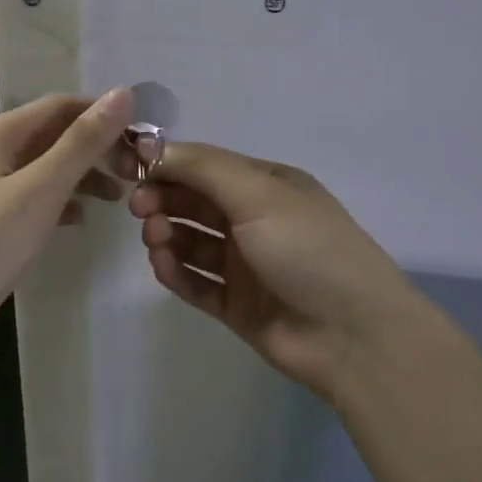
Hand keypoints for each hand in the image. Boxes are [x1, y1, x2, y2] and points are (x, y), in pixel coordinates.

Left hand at [0, 90, 134, 373]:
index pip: (60, 106)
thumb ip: (82, 143)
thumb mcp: (41, 189)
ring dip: (83, 176)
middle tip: (137, 174)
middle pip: (52, 136)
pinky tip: (82, 221)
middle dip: (96, 148)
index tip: (144, 140)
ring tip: (120, 198)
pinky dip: (61, 204)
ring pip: (45, 170)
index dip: (103, 115)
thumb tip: (124, 93)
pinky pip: (33, 200)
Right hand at [125, 143, 422, 400]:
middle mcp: (253, 221)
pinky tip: (163, 266)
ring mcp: (244, 265)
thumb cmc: (307, 249)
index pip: (205, 166)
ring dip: (167, 235)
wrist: (351, 333)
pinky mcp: (236, 305)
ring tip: (156, 240)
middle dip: (163, 200)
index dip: (167, 165)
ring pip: (191, 243)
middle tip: (140, 209)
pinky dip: (176, 273)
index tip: (130, 169)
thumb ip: (203, 168)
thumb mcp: (259, 193)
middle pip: (194, 203)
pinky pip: (196, 283)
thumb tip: (152, 148)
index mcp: (265, 186)